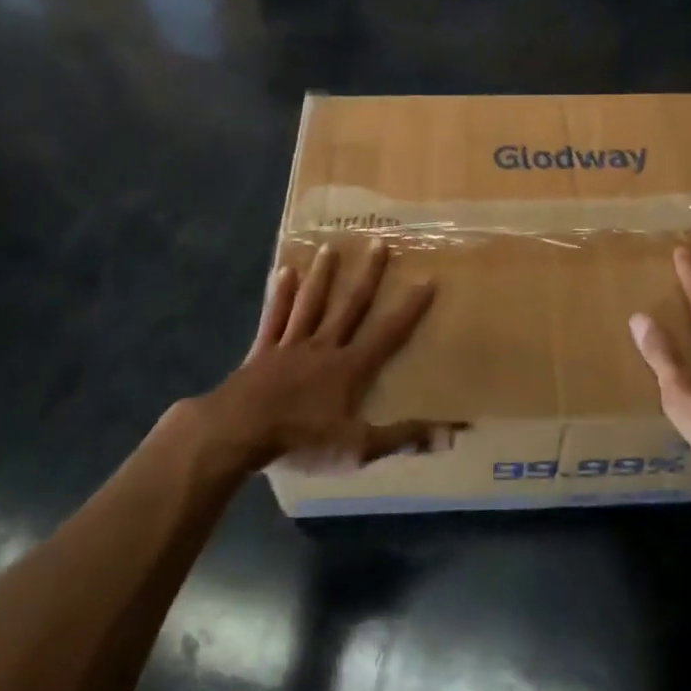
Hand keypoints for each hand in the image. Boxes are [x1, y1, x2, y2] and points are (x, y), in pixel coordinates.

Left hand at [186, 241, 451, 473]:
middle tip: (378, 243)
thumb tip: (452, 435)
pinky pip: (275, 317)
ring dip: (323, 276)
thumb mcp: (358, 447)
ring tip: (330, 247)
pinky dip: (281, 295)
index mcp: (350, 367)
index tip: (427, 280)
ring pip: (312, 303)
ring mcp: (291, 345)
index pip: (388, 333)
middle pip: (350, 306)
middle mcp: (324, 346)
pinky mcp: (263, 351)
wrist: (239, 432)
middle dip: (367, 276)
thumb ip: (402, 437)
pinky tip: (284, 272)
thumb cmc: (301, 439)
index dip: (410, 309)